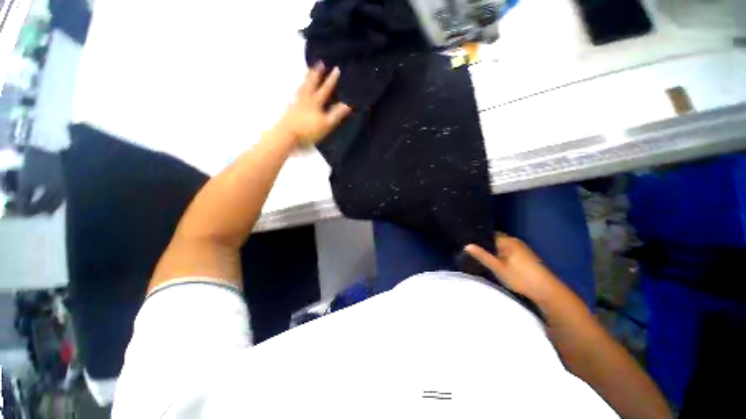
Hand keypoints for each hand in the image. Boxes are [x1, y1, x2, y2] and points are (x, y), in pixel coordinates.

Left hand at [275, 62, 351, 145]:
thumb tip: (348, 104)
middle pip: (311, 83)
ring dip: (306, 79)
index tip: (336, 69)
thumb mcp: (326, 123)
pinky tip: (297, 91)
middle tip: (319, 63)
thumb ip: (336, 114)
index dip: (331, 80)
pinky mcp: (290, 109)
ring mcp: (296, 103)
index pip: (325, 89)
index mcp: (315, 102)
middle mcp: (305, 98)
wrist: (287, 134)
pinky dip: (298, 90)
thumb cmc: (308, 130)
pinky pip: (295, 95)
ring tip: (308, 71)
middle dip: (316, 73)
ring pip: (302, 87)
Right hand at [465, 234, 561, 301]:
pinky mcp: (526, 255)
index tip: (468, 243)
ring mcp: (521, 248)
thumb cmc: (521, 278)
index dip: (478, 238)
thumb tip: (467, 245)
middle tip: (474, 252)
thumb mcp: (498, 268)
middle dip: (485, 244)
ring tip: (482, 256)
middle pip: (495, 239)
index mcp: (508, 241)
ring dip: (493, 250)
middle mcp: (515, 241)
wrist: (547, 290)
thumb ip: (482, 256)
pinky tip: (497, 261)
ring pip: (502, 245)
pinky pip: (508, 250)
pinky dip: (501, 254)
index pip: (489, 234)